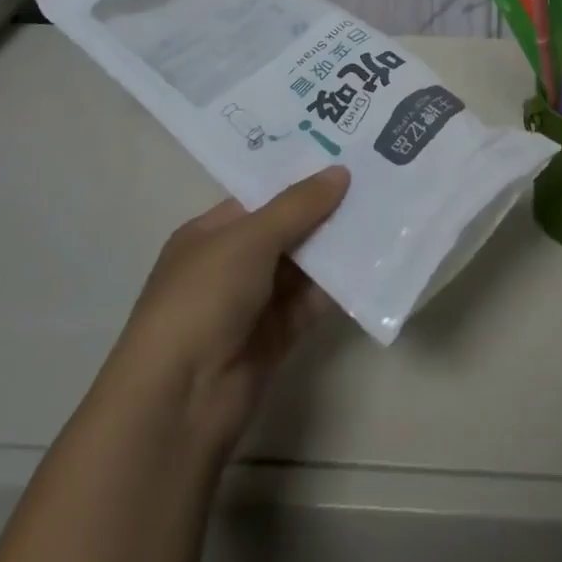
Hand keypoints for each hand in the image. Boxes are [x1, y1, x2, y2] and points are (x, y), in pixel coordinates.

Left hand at [92, 166, 348, 457]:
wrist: (179, 401)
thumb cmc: (203, 299)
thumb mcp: (250, 239)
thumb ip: (298, 206)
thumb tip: (341, 172)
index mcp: (209, 235)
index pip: (260, 198)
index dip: (299, 179)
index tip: (344, 160)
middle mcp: (230, 265)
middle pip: (285, 230)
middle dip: (325, 211)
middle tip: (375, 183)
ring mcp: (252, 304)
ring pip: (303, 266)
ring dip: (336, 247)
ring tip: (383, 216)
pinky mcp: (275, 338)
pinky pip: (312, 302)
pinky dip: (338, 286)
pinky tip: (372, 264)